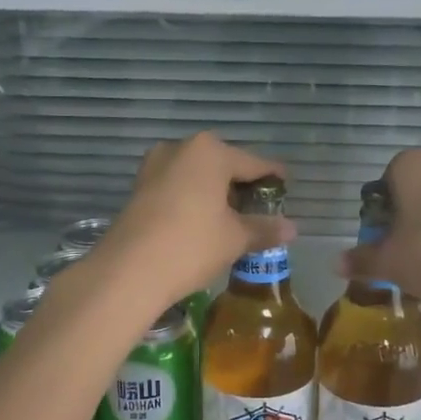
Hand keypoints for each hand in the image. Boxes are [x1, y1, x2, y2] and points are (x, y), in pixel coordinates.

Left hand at [95, 133, 294, 307]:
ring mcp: (155, 166)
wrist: (128, 271)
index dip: (273, 176)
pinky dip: (193, 199)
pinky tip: (202, 223)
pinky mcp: (139, 188)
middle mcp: (181, 148)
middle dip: (241, 185)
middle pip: (223, 164)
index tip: (287, 187)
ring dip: (215, 193)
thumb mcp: (235, 238)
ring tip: (232, 219)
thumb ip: (264, 228)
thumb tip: (292, 228)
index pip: (253, 163)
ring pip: (197, 175)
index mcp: (210, 152)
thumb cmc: (191, 245)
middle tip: (259, 209)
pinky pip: (177, 187)